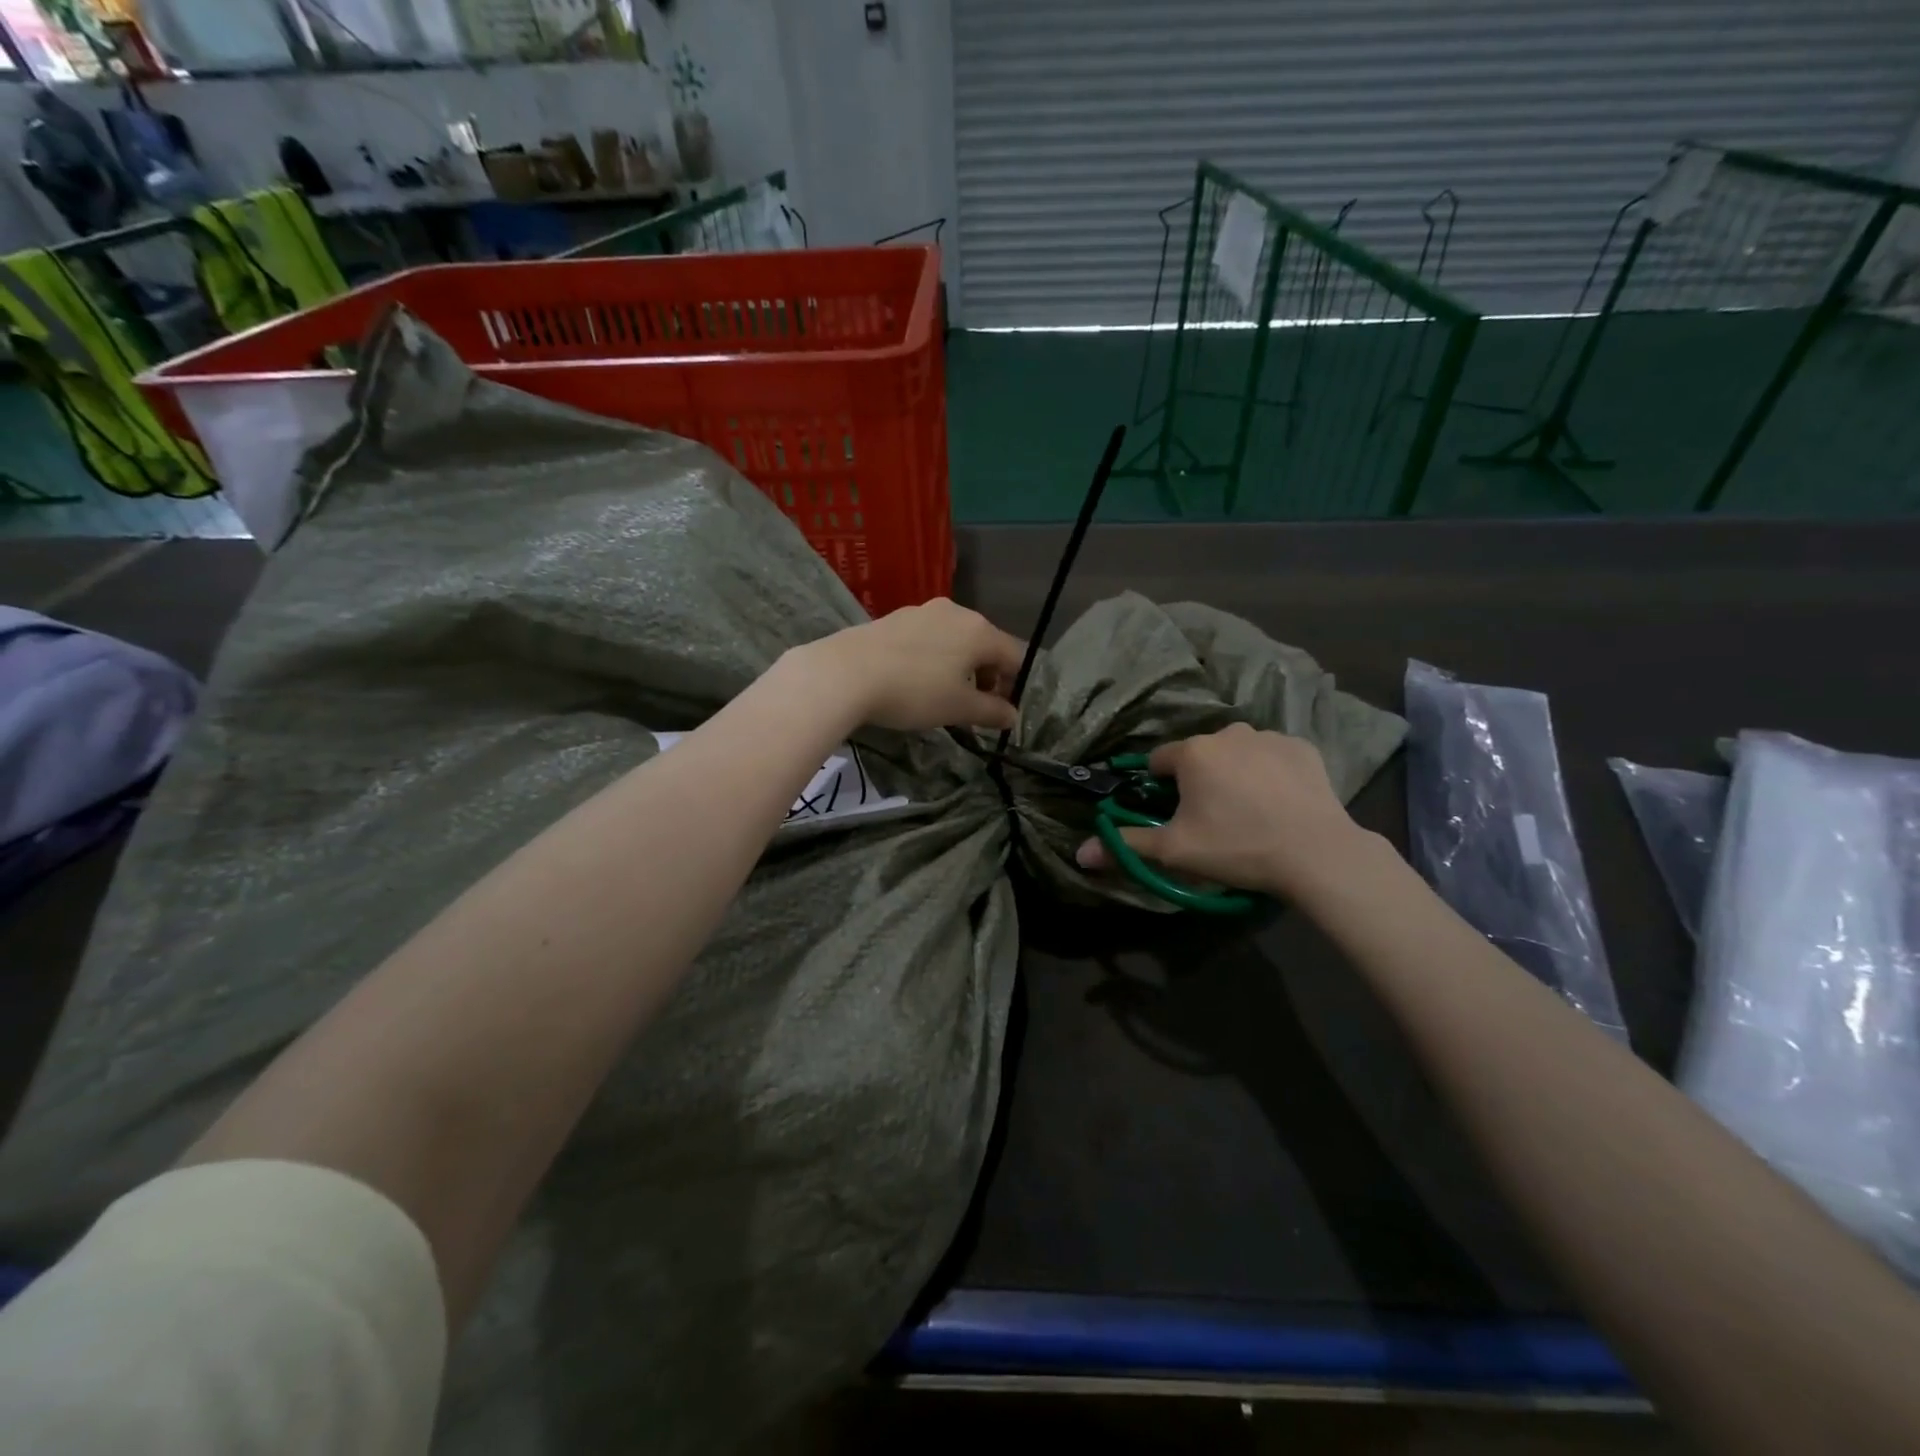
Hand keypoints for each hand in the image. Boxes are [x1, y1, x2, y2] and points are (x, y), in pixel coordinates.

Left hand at [800, 599, 1025, 732]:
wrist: (845, 673)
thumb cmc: (914, 691)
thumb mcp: (958, 708)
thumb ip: (991, 711)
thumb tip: (1012, 715)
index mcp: (980, 630)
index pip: (1015, 656)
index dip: (1015, 685)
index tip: (1000, 711)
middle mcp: (956, 612)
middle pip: (985, 645)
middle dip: (986, 676)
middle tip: (973, 707)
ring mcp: (922, 611)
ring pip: (955, 640)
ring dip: (958, 667)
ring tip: (942, 695)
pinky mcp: (895, 618)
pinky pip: (928, 638)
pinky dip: (933, 659)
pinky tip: (914, 680)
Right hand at [1074, 723, 1368, 897]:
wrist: (1316, 853)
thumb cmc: (1237, 847)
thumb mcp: (1175, 851)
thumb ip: (1126, 844)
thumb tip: (1081, 853)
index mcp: (1192, 752)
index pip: (1158, 762)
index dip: (1159, 788)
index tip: (1172, 814)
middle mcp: (1227, 733)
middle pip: (1199, 756)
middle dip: (1199, 781)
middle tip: (1213, 819)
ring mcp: (1268, 737)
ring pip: (1236, 753)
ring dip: (1234, 773)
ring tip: (1249, 812)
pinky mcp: (1302, 747)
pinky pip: (1272, 757)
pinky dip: (1270, 773)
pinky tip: (1279, 802)